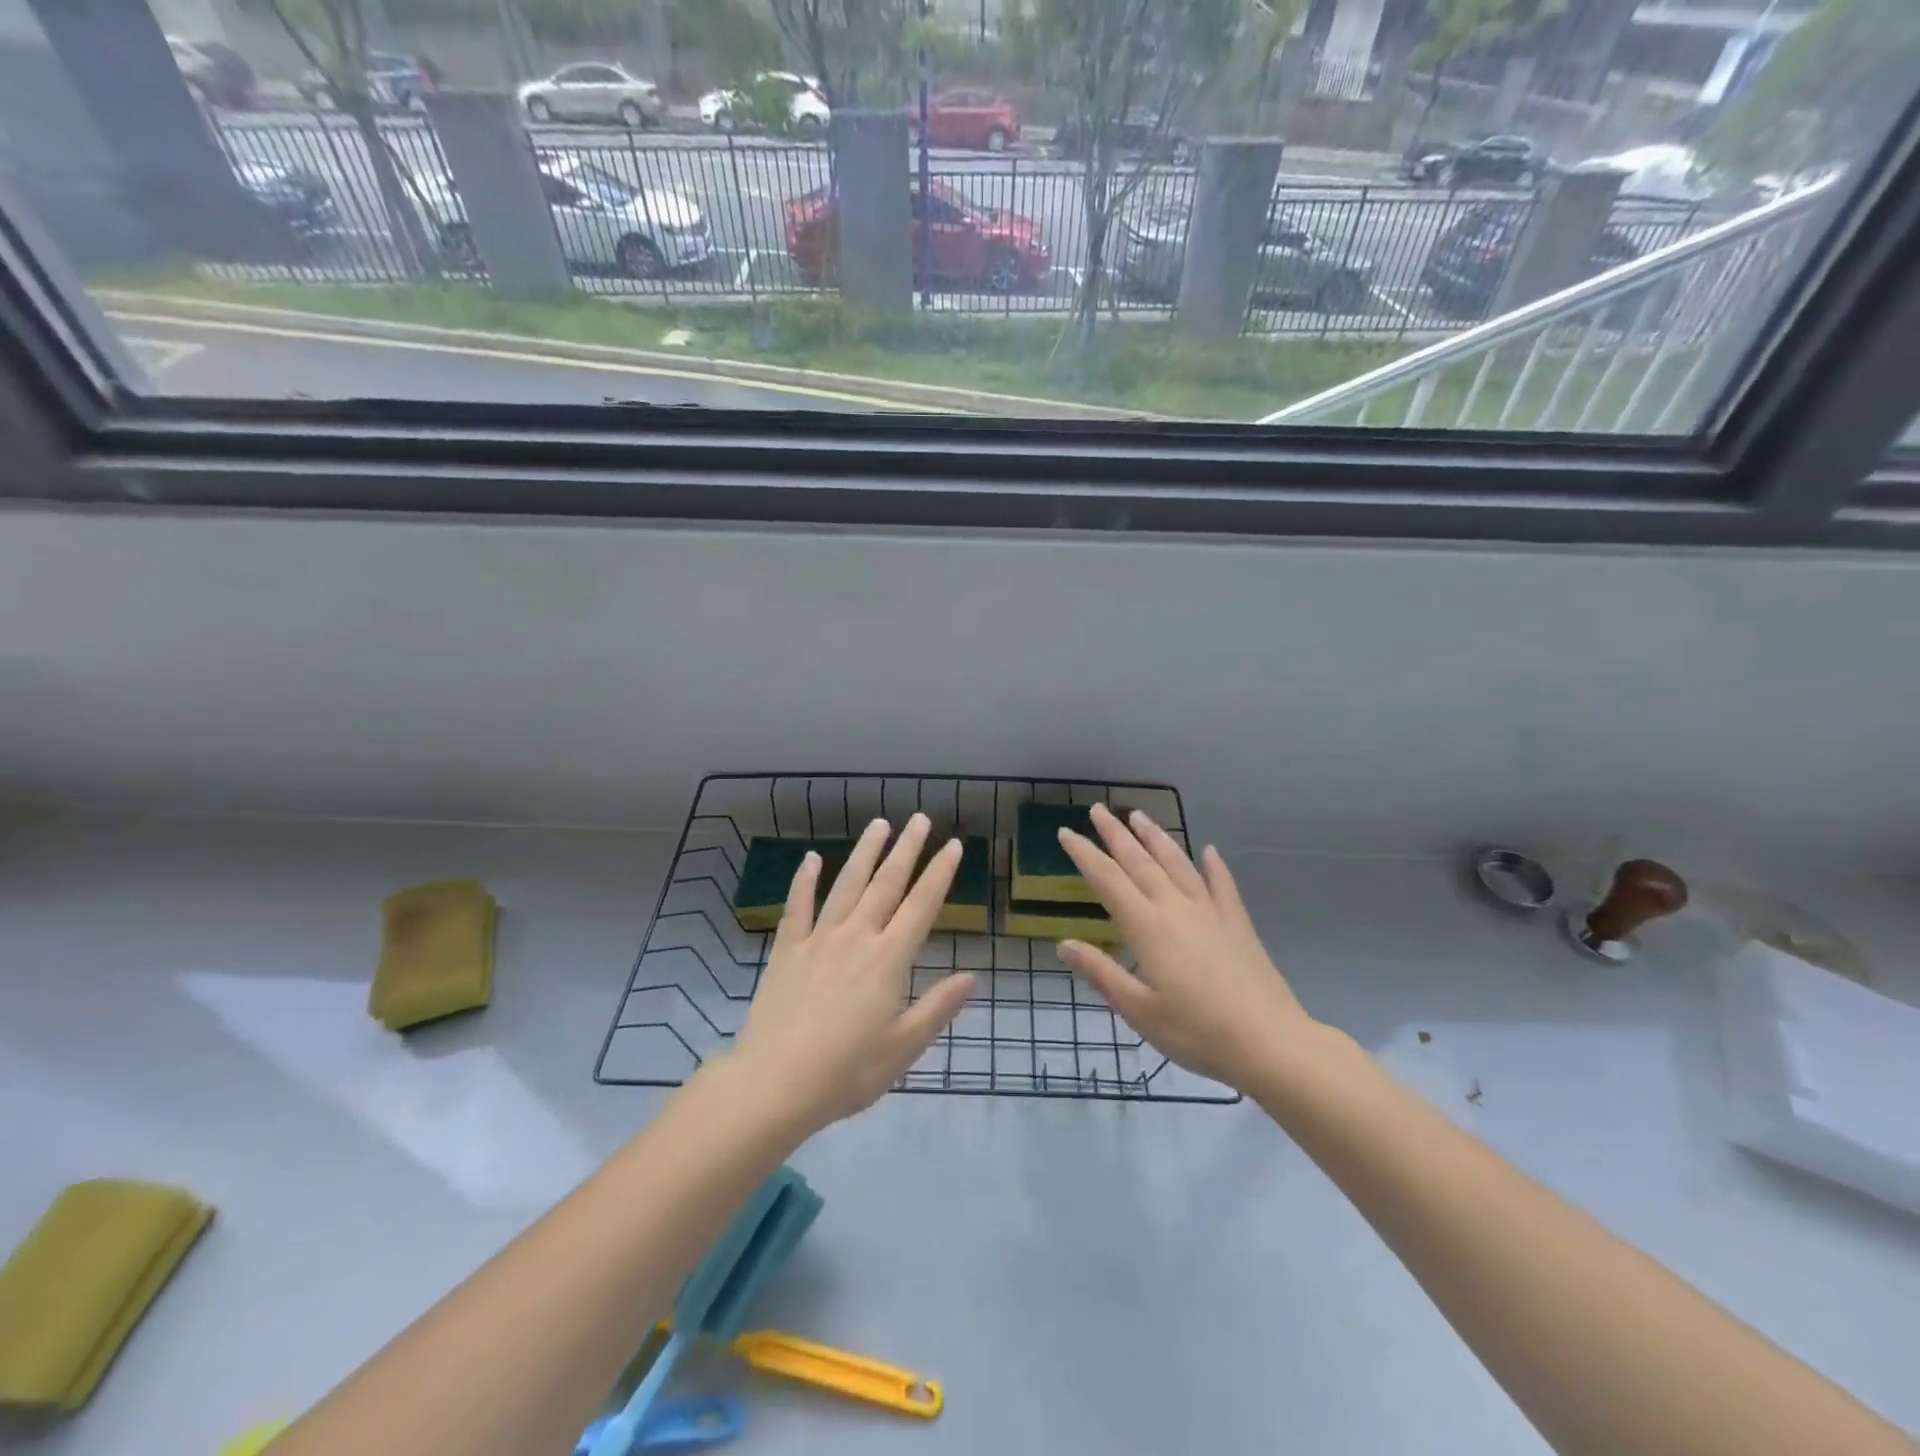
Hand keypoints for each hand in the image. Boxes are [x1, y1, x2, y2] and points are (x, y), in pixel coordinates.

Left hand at [728, 813, 976, 1135]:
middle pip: (886, 884)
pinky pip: (797, 907)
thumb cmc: (846, 1072)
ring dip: (864, 852)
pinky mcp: (787, 950)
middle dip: (906, 849)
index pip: (921, 906)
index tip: (952, 846)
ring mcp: (818, 939)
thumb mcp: (903, 1048)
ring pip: (846, 885)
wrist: (774, 1084)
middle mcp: (856, 937)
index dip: (939, 874)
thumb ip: (937, 1008)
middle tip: (919, 820)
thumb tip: (972, 977)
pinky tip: (811, 859)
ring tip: (878, 824)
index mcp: (888, 960)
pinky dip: (804, 881)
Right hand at [1055, 803, 1314, 1090]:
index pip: (1107, 879)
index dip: (1084, 854)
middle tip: (1098, 809)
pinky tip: (1209, 851)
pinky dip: (1214, 865)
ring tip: (1139, 815)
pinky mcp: (1237, 922)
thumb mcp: (1138, 1010)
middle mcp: (1175, 908)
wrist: (1270, 1042)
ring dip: (1155, 837)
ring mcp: (1210, 911)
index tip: (1065, 832)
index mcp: (1147, 926)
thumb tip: (1064, 944)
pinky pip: (1222, 884)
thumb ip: (1101, 973)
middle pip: (1139, 861)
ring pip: (1177, 863)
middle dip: (1115, 834)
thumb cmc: (1196, 1031)